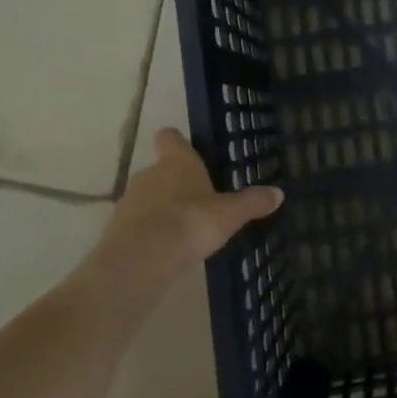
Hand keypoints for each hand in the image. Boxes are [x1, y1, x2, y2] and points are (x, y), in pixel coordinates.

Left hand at [93, 129, 283, 290]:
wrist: (141, 260)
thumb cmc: (190, 223)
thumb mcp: (230, 215)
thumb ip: (252, 203)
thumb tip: (278, 193)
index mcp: (177, 162)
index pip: (170, 137)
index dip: (178, 142)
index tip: (188, 150)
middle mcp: (149, 173)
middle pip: (160, 169)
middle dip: (176, 182)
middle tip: (198, 199)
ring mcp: (129, 201)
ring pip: (147, 196)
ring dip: (161, 208)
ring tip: (184, 228)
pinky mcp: (118, 229)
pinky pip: (138, 223)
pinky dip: (149, 231)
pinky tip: (166, 249)